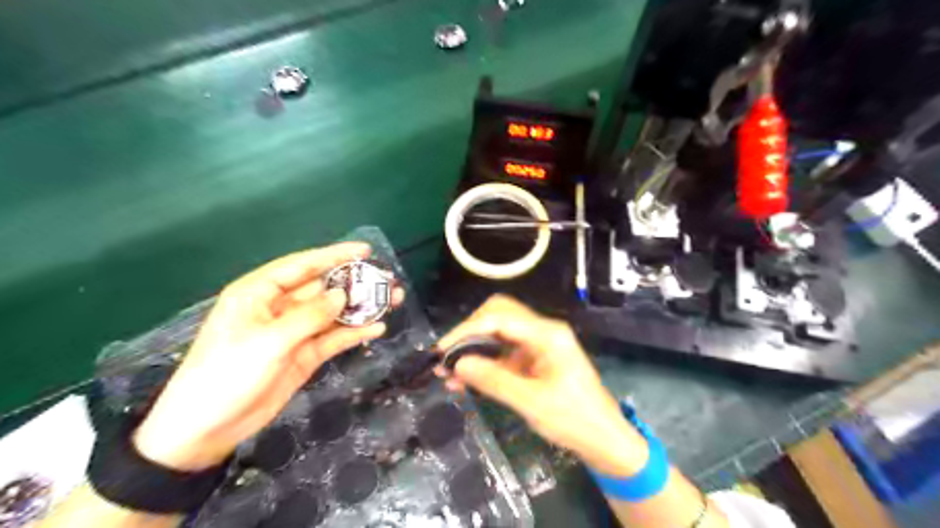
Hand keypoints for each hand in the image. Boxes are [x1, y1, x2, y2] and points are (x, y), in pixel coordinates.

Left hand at [130, 242, 394, 470]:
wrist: (207, 429)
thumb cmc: (227, 374)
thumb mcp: (269, 341)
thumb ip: (309, 316)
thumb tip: (342, 294)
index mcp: (260, 293)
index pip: (302, 266)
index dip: (334, 255)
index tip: (366, 251)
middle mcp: (279, 308)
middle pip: (324, 288)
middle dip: (355, 283)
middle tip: (388, 279)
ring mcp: (294, 332)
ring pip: (333, 313)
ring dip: (361, 307)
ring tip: (394, 299)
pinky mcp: (304, 355)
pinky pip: (334, 338)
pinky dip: (354, 333)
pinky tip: (377, 328)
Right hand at [438, 295, 646, 476]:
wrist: (604, 439)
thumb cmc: (574, 420)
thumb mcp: (532, 402)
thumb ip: (493, 380)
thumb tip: (458, 364)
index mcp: (547, 334)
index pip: (499, 317)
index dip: (467, 330)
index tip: (443, 350)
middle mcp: (542, 331)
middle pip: (498, 315)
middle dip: (469, 333)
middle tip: (447, 357)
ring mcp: (538, 344)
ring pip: (497, 333)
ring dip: (473, 348)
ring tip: (448, 372)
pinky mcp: (533, 358)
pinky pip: (503, 352)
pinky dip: (483, 362)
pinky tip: (465, 380)